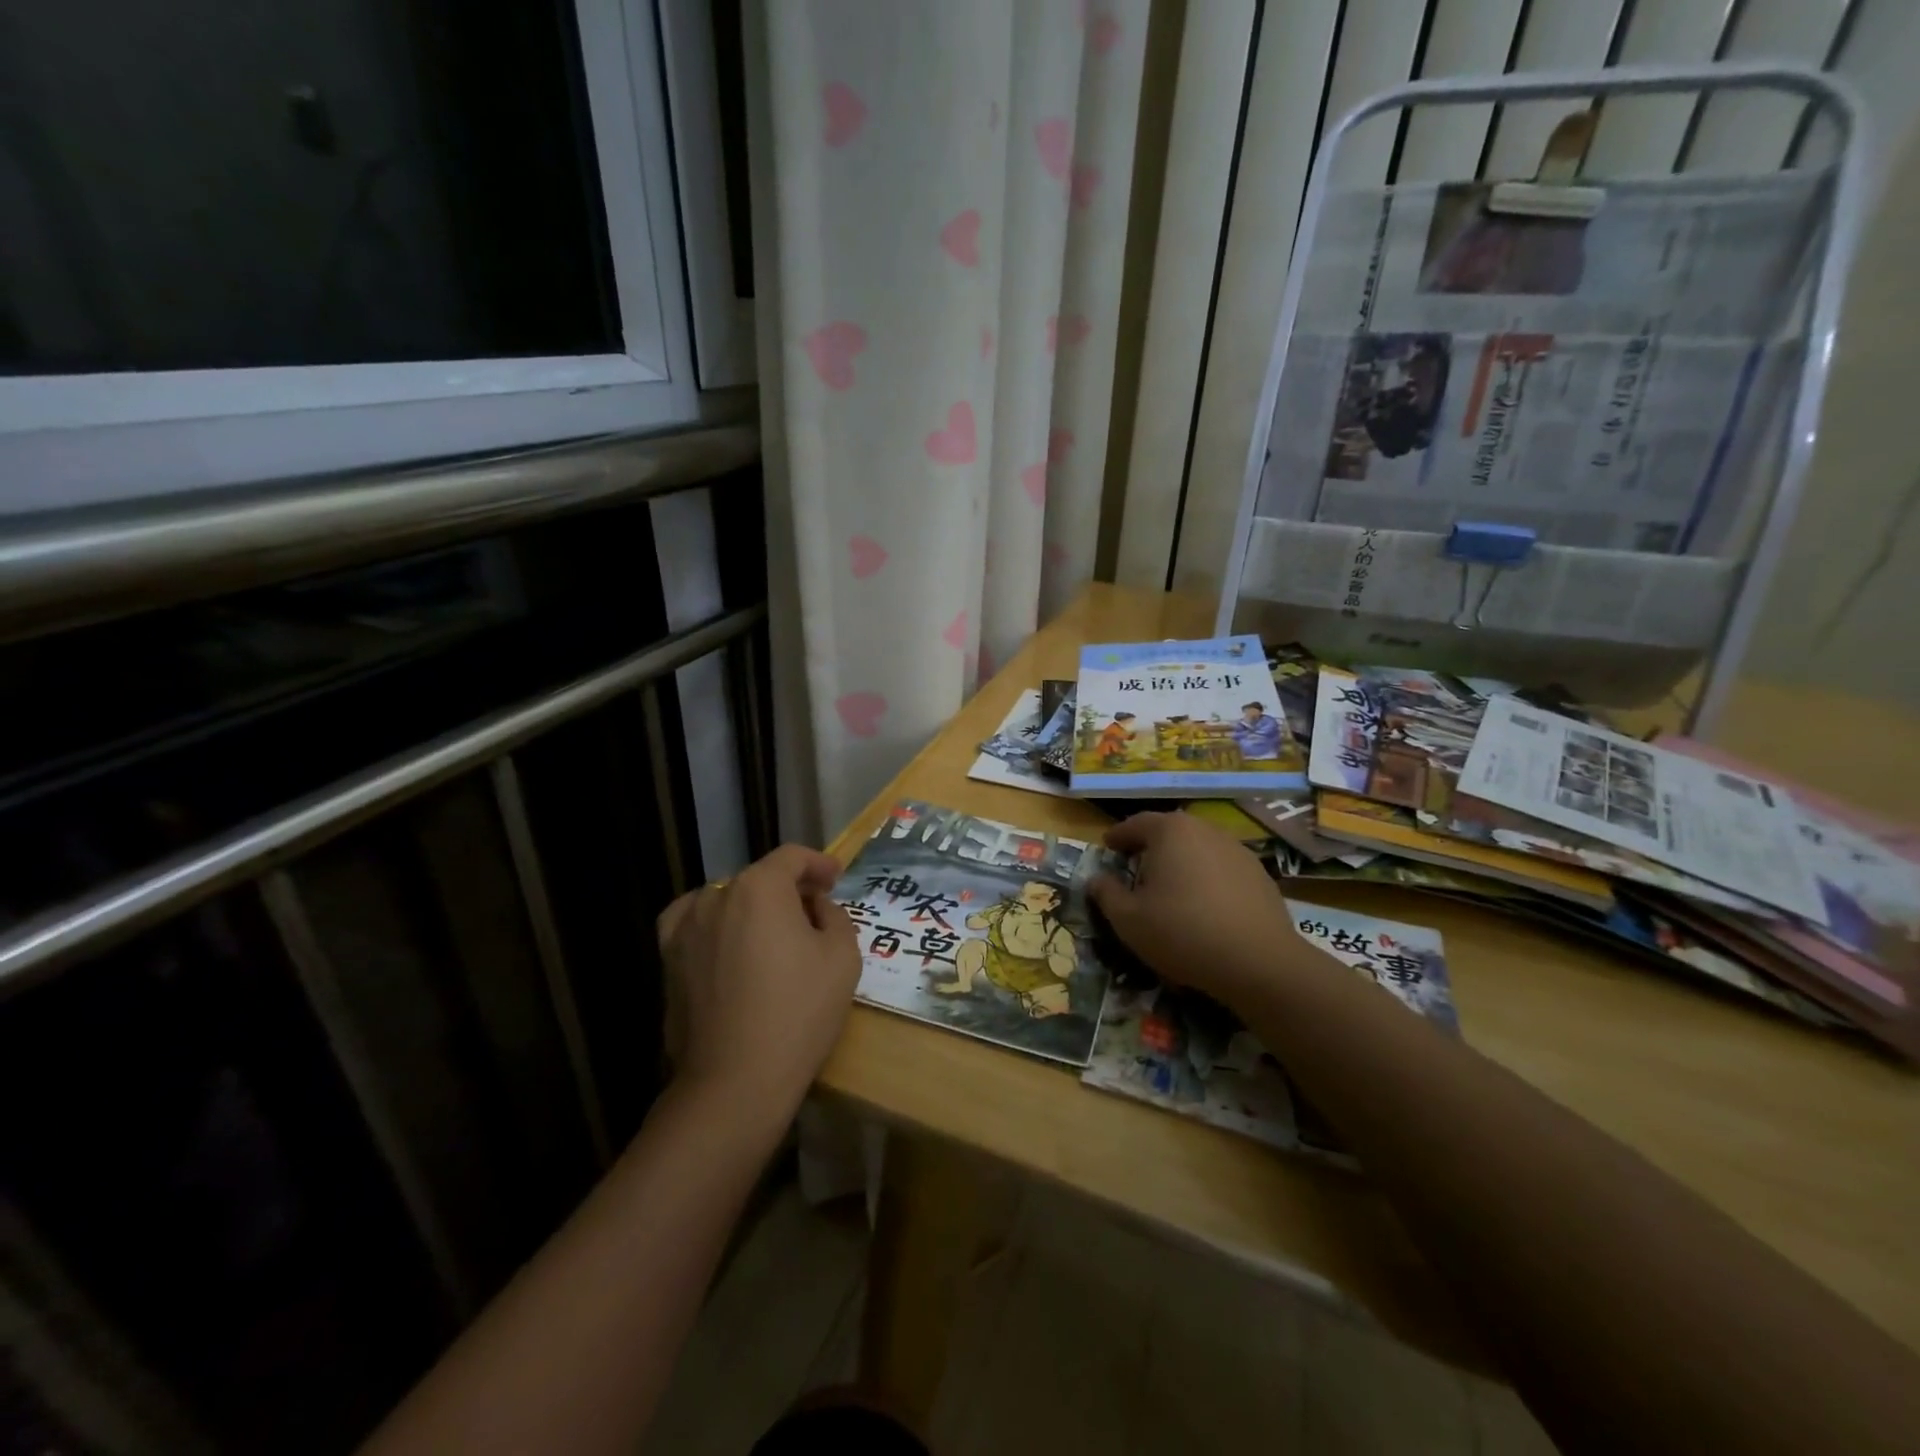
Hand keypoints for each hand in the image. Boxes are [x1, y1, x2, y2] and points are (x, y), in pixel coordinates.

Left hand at [656, 845, 860, 1128]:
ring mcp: (685, 928)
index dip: (819, 863)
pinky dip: (714, 923)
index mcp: (760, 888)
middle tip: (814, 914)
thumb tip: (815, 906)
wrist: (735, 1081)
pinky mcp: (667, 960)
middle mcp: (716, 896)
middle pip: (760, 878)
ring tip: (773, 934)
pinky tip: (727, 942)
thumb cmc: (798, 1012)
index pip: (792, 857)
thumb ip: (834, 916)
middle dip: (789, 889)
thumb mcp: (842, 957)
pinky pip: (693, 924)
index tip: (836, 880)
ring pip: (727, 900)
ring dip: (753, 908)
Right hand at [1089, 812, 1323, 1011]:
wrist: (1259, 962)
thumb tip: (1097, 879)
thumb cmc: (1182, 932)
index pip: (1135, 824)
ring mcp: (1237, 850)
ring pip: (1198, 849)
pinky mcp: (1260, 874)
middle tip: (1135, 868)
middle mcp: (1205, 829)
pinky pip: (1221, 868)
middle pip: (1169, 832)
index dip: (1118, 837)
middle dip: (1150, 847)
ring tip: (1170, 889)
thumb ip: (1106, 893)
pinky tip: (1203, 906)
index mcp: (1170, 831)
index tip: (1107, 848)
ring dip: (1181, 862)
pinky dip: (1207, 879)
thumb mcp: (1128, 919)